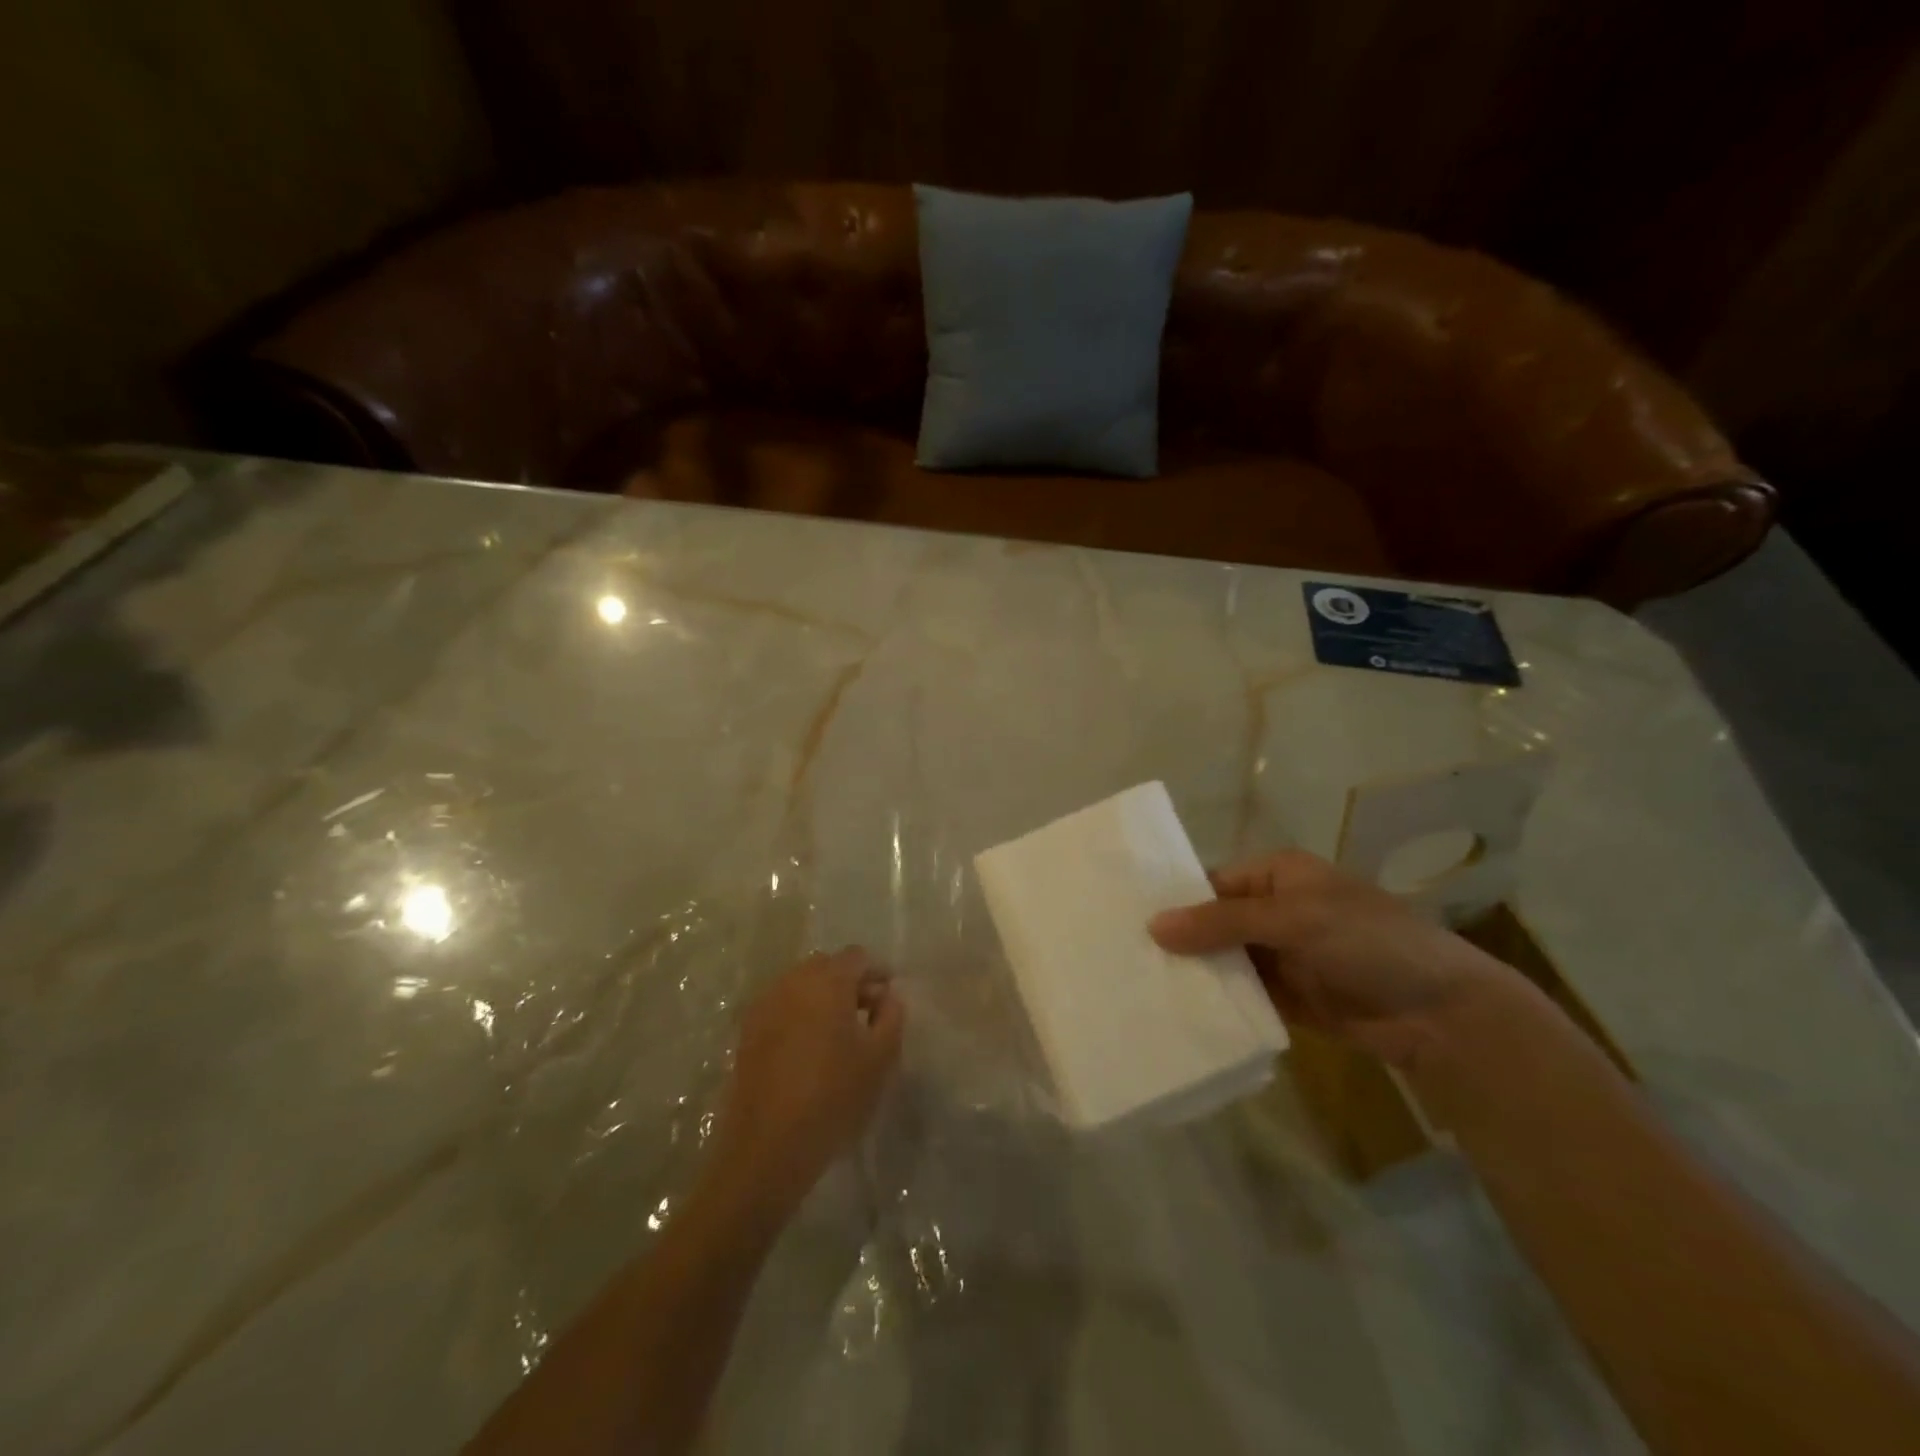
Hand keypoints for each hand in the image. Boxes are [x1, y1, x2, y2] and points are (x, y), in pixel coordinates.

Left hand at [707, 947, 903, 1214]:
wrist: (766, 1148)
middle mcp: (792, 982)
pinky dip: (799, 1014)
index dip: (876, 972)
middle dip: (848, 981)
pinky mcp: (747, 1032)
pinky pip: (781, 1006)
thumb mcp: (880, 1058)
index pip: (856, 957)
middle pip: (826, 966)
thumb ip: (891, 1016)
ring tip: (839, 1032)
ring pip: (800, 985)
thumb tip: (886, 996)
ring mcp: (764, 1005)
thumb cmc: (833, 1097)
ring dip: (822, 997)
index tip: (888, 996)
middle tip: (867, 1013)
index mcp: (826, 982)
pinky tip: (809, 1047)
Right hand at [1148, 850, 1517, 1070]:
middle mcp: (1272, 911)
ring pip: (1222, 961)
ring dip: (1192, 973)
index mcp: (1277, 875)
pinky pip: (1239, 995)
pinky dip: (1214, 1002)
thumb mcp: (1293, 919)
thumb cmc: (1368, 941)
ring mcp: (1278, 956)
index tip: (1124, 919)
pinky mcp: (1285, 998)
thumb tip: (1152, 925)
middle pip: (1212, 923)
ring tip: (1135, 986)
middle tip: (1120, 957)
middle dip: (1177, 940)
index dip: (1173, 900)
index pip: (1211, 882)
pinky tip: (1174, 1011)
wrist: (1440, 1014)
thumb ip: (1223, 922)